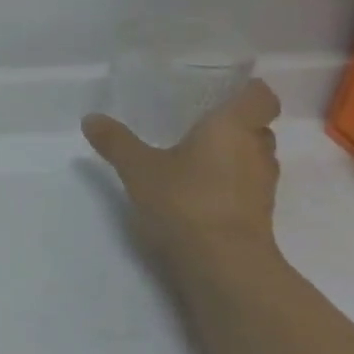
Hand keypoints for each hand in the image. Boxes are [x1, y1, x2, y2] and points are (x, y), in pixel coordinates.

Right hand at [82, 79, 282, 255]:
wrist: (223, 263)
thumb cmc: (185, 200)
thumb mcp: (138, 168)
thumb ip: (116, 142)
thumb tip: (90, 118)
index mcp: (233, 128)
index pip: (260, 97)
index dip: (248, 91)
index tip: (226, 90)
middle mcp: (256, 151)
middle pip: (257, 128)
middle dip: (234, 125)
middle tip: (199, 124)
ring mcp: (262, 186)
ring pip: (253, 159)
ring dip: (231, 156)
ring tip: (194, 158)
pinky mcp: (258, 215)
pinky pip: (245, 186)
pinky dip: (228, 183)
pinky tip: (196, 190)